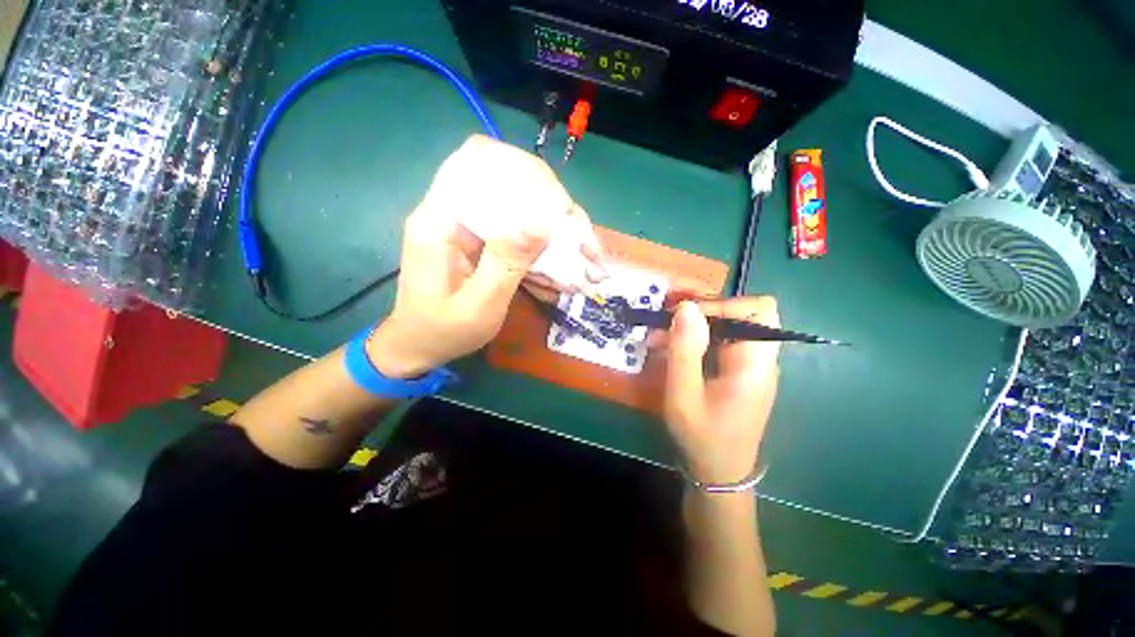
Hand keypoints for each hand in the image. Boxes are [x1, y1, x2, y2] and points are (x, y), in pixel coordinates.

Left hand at [366, 135, 602, 377]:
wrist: (419, 345)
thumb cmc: (444, 331)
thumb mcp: (480, 306)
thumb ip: (507, 263)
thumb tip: (542, 223)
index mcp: (440, 221)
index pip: (478, 161)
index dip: (523, 170)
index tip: (558, 205)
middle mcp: (451, 211)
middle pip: (504, 176)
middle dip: (548, 200)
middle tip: (578, 233)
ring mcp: (465, 224)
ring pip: (514, 200)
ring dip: (551, 220)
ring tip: (580, 247)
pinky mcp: (478, 238)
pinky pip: (514, 224)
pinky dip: (541, 237)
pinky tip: (560, 256)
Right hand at [663, 297, 780, 483]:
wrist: (718, 474)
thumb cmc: (702, 438)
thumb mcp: (684, 395)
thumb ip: (685, 350)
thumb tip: (686, 306)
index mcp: (755, 363)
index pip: (758, 310)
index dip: (724, 304)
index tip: (687, 317)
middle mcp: (758, 359)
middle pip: (739, 315)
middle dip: (699, 315)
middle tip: (664, 325)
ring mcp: (747, 366)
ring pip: (724, 328)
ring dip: (691, 329)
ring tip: (657, 339)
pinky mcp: (735, 373)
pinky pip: (717, 344)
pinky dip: (693, 342)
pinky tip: (668, 352)